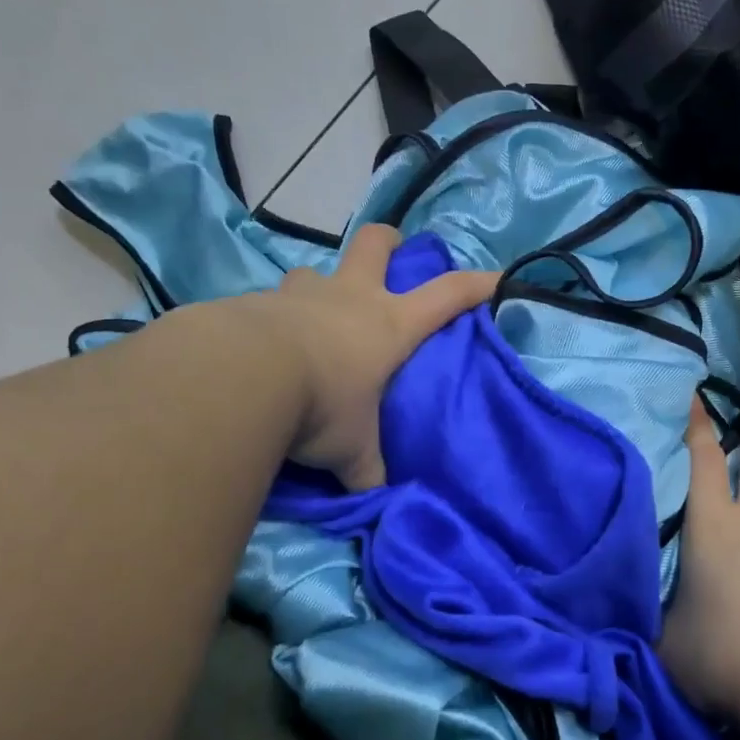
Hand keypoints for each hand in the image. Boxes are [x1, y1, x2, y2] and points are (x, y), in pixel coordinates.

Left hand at [259, 223, 496, 490]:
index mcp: (389, 324)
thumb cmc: (320, 406)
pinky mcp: (257, 303)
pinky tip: (267, 348)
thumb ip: (367, 470)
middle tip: (390, 257)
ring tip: (317, 318)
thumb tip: (377, 496)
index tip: (499, 276)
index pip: (448, 295)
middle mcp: (349, 297)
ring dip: (322, 288)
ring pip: (316, 270)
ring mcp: (301, 294)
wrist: (241, 377)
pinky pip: (273, 302)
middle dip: (388, 243)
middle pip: (375, 243)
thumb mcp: (353, 451)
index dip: (477, 283)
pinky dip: (276, 319)